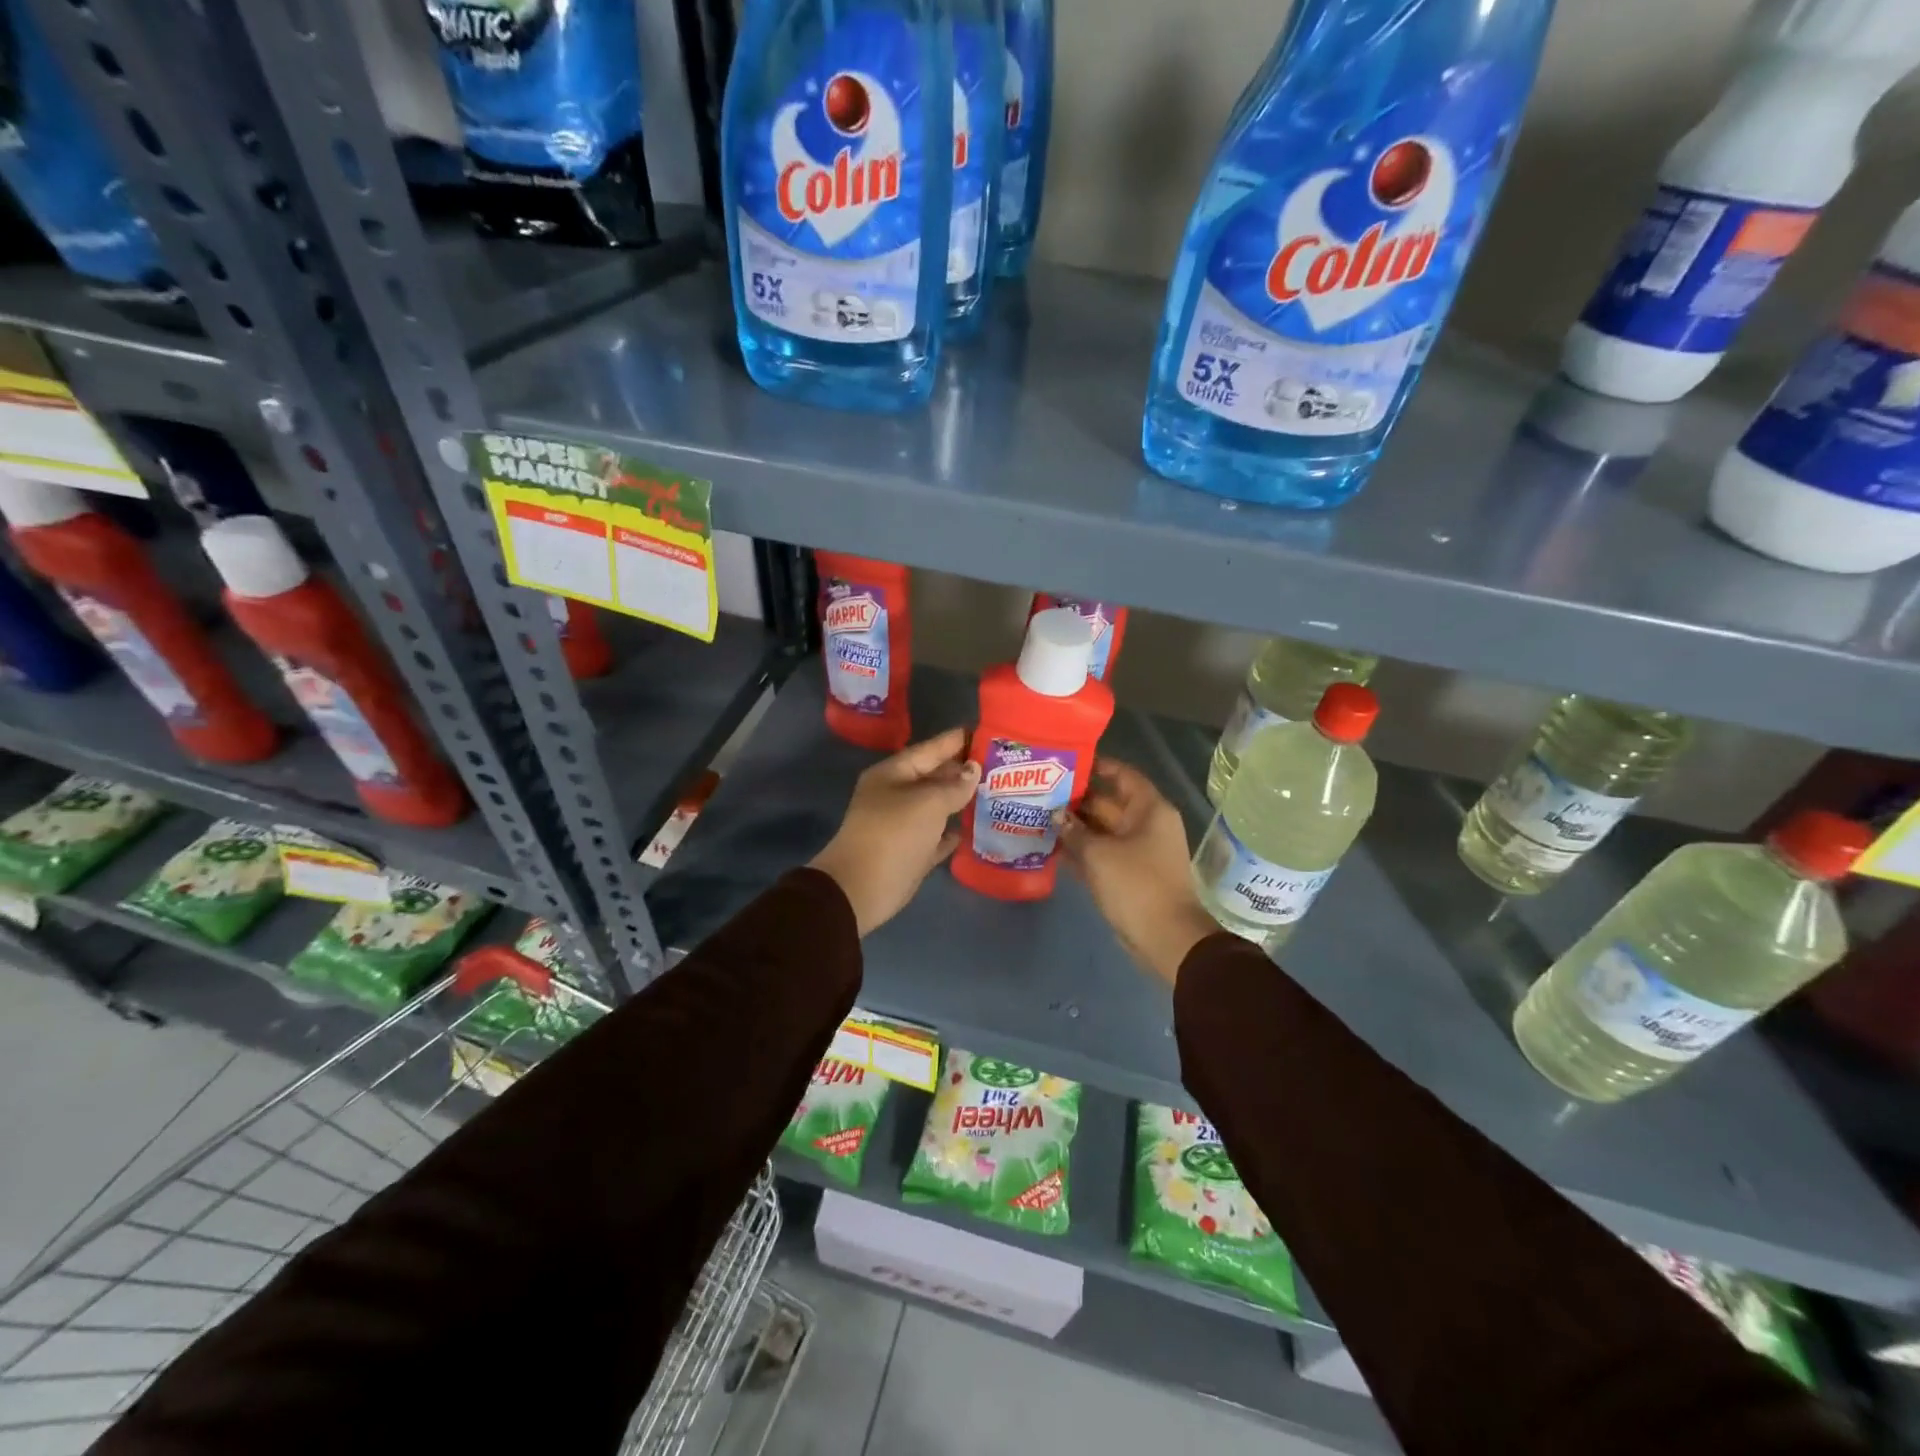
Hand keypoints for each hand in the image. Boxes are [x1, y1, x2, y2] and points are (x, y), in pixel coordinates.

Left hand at [810, 727, 979, 935]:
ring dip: (963, 801)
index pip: (931, 749)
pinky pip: (937, 836)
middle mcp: (897, 795)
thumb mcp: (927, 803)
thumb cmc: (893, 834)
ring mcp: (903, 825)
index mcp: (893, 774)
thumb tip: (973, 771)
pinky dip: (954, 831)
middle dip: (965, 771)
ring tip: (998, 792)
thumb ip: (954, 785)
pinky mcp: (911, 853)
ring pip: (938, 806)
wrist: (862, 889)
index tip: (988, 732)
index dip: (958, 740)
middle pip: (935, 776)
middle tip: (1003, 765)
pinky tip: (977, 827)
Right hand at [1056, 758, 1219, 985]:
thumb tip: (1056, 816)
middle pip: (1108, 803)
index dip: (1097, 766)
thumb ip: (1074, 832)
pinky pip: (1101, 854)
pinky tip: (1050, 848)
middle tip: (1040, 793)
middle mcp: (1145, 825)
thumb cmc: (1137, 885)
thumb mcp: (1099, 854)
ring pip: (1101, 831)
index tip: (1066, 762)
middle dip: (1076, 800)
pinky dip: (1080, 851)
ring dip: (1074, 827)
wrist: (1166, 938)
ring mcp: (1137, 852)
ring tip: (1038, 817)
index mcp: (1149, 810)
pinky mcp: (1127, 875)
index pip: (1123, 775)